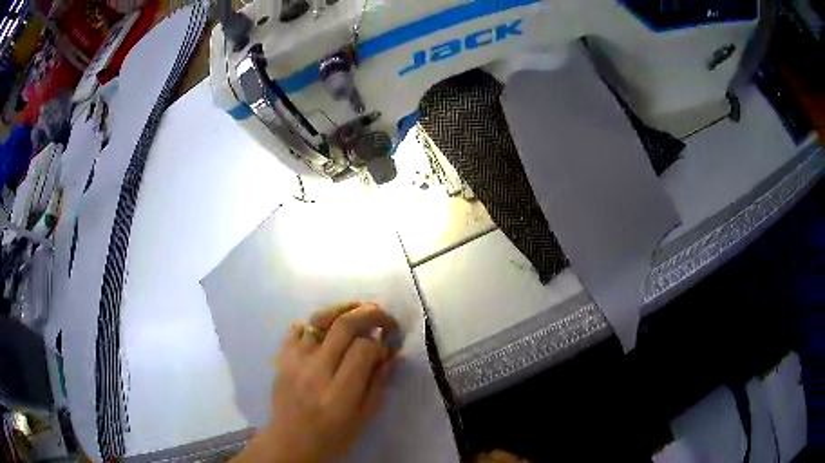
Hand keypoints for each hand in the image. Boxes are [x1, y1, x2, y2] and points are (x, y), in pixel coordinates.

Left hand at [233, 302, 400, 462]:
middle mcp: (315, 371)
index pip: (363, 349)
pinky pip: (297, 328)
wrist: (291, 442)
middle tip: (383, 316)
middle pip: (343, 326)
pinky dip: (315, 323)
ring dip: (343, 308)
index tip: (386, 348)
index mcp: (339, 392)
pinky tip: (327, 329)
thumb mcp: (364, 417)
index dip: (380, 344)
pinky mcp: (281, 358)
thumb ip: (378, 383)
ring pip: (319, 319)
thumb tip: (391, 354)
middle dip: (369, 314)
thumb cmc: (333, 437)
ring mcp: (294, 361)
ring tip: (359, 308)